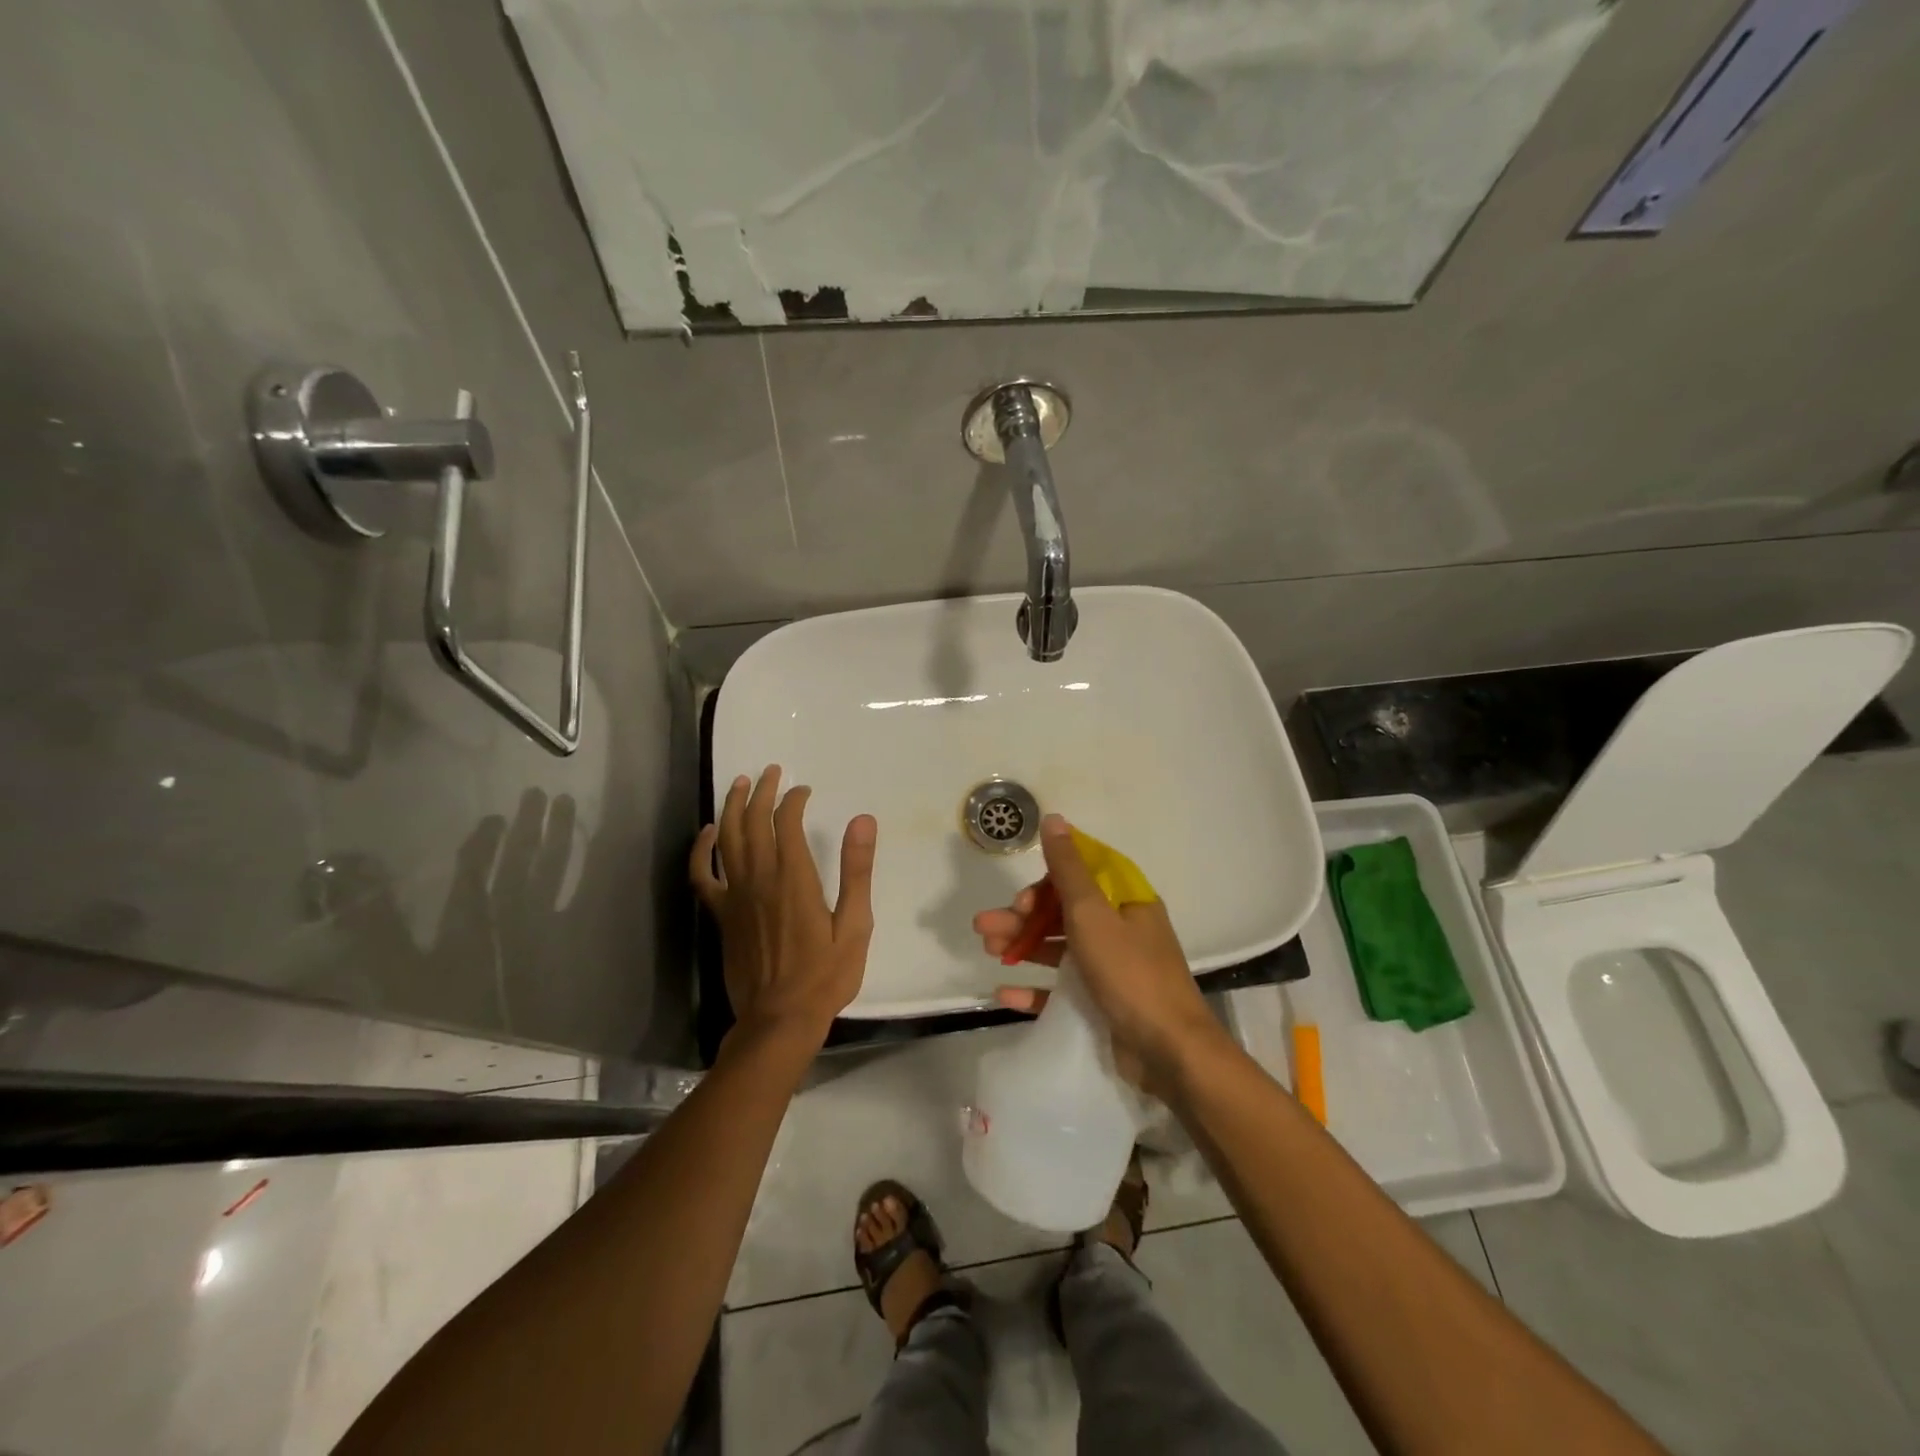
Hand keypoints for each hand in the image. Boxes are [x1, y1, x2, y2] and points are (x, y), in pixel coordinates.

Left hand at [691, 765, 876, 1052]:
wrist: (780, 1019)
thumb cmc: (825, 975)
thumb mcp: (855, 925)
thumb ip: (857, 870)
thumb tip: (862, 820)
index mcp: (794, 878)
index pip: (787, 822)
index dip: (793, 799)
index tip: (804, 791)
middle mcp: (759, 879)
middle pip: (753, 821)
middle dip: (762, 791)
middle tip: (771, 771)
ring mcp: (735, 897)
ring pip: (727, 839)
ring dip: (732, 807)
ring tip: (740, 783)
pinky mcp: (722, 916)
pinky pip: (702, 875)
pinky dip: (701, 850)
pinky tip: (707, 833)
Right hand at [972, 815, 1230, 1096]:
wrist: (1169, 1052)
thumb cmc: (1129, 973)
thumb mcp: (1092, 914)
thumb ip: (1068, 869)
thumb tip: (1055, 819)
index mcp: (1126, 902)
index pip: (1083, 874)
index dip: (1047, 880)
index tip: (1022, 896)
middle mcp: (1121, 929)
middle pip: (1064, 911)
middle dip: (1023, 915)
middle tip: (986, 925)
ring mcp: (1113, 968)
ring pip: (1059, 948)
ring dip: (1022, 945)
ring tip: (987, 949)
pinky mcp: (1103, 1004)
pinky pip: (1062, 989)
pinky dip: (1035, 988)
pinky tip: (1004, 991)